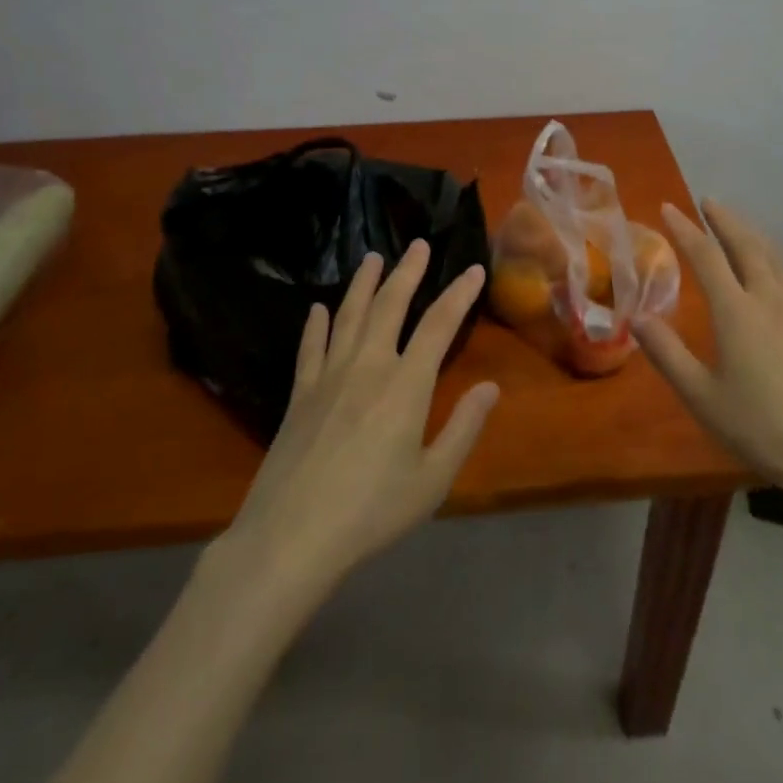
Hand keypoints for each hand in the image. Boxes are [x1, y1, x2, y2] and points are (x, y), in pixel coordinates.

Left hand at [225, 241, 497, 590]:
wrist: (291, 537)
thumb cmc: (372, 511)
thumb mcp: (432, 479)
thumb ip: (464, 428)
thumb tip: (491, 387)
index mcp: (406, 385)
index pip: (438, 325)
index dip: (458, 294)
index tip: (473, 269)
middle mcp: (368, 367)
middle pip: (389, 306)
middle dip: (407, 272)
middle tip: (418, 244)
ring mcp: (329, 377)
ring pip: (349, 316)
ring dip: (363, 284)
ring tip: (372, 258)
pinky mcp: (300, 394)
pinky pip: (311, 347)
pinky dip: (316, 324)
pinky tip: (318, 309)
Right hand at [636, 200, 782, 516]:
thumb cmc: (761, 427)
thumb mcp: (702, 397)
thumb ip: (667, 354)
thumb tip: (636, 317)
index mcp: (737, 312)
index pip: (706, 257)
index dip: (685, 229)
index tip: (668, 207)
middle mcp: (770, 299)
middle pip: (747, 245)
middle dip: (725, 220)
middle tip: (708, 201)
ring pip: (776, 257)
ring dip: (754, 234)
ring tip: (740, 226)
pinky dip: (779, 260)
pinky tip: (782, 268)